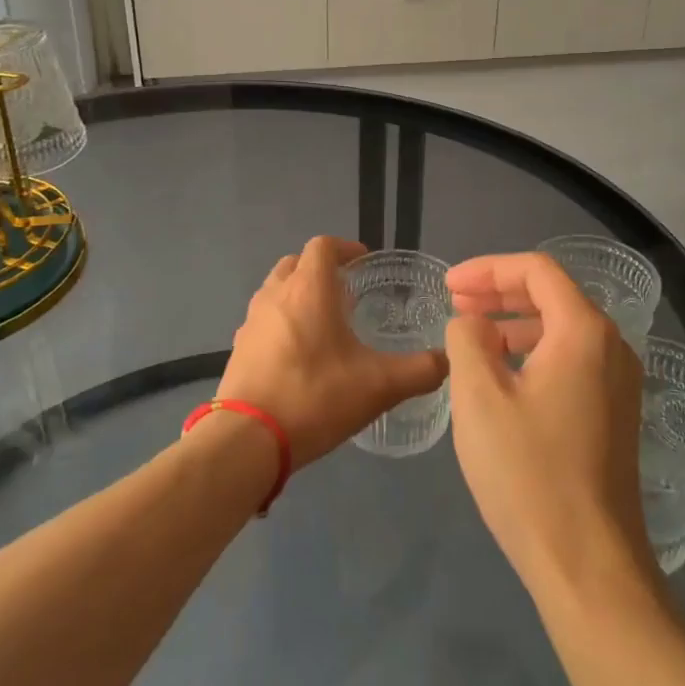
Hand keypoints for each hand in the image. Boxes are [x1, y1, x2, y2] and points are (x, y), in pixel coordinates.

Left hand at [219, 237, 446, 470]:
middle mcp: (276, 295)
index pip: (323, 246)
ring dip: (298, 295)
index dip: (345, 248)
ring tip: (324, 323)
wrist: (247, 440)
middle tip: (346, 291)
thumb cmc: (315, 397)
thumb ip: (420, 370)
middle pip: (296, 263)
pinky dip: (281, 323)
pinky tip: (299, 355)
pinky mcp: (238, 349)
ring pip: (276, 290)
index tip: (364, 263)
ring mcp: (251, 322)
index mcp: (309, 289)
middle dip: (320, 269)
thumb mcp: (380, 386)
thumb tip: (447, 361)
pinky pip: (263, 321)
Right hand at [444, 252, 654, 600]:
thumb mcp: (479, 399)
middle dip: (500, 292)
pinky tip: (503, 375)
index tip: (448, 286)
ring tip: (472, 335)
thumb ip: (467, 341)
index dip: (488, 269)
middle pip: (553, 294)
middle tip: (455, 303)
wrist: (589, 563)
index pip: (537, 270)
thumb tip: (471, 323)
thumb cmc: (528, 473)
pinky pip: (572, 359)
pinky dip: (534, 351)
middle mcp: (611, 346)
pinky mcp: (615, 412)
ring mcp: (619, 381)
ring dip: (515, 322)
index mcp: (584, 331)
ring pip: (562, 328)